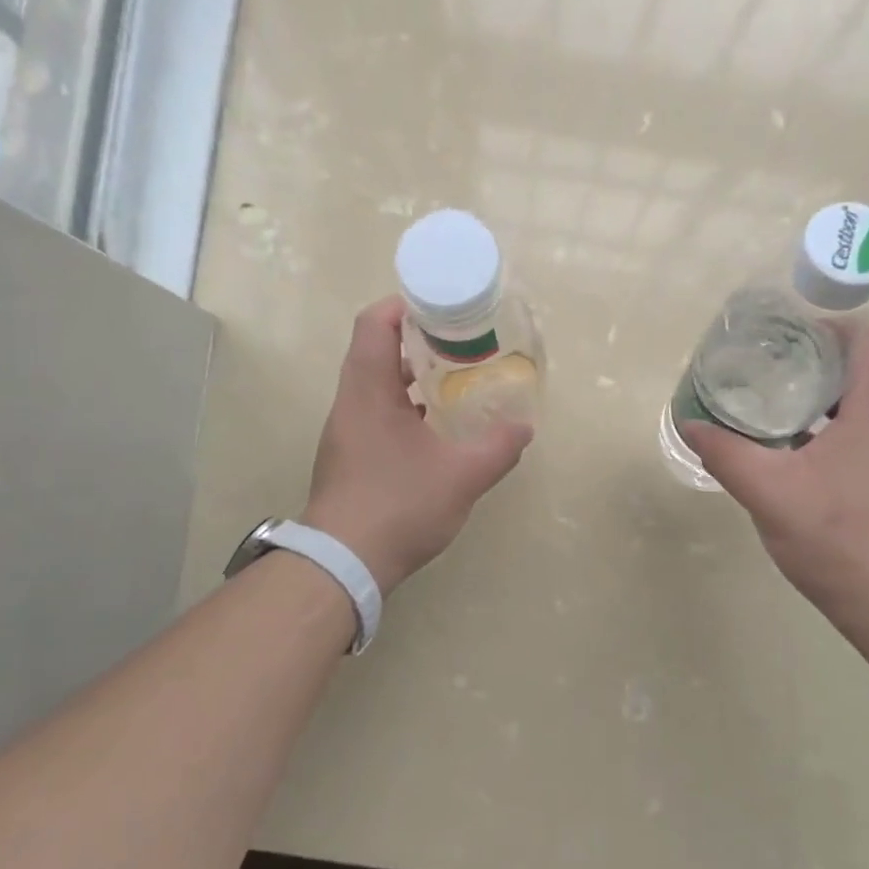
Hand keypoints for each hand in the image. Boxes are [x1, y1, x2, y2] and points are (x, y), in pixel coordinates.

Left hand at [302, 298, 531, 592]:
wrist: (344, 562)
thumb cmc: (399, 506)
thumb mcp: (461, 477)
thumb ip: (498, 448)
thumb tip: (524, 428)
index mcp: (369, 391)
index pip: (375, 324)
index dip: (406, 306)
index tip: (442, 309)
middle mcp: (350, 403)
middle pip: (375, 350)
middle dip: (417, 341)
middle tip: (460, 344)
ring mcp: (345, 431)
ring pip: (375, 385)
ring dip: (411, 376)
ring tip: (453, 381)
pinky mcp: (348, 456)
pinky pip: (374, 413)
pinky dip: (403, 407)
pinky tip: (434, 428)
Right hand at [679, 316, 868, 635]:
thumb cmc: (837, 536)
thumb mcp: (768, 491)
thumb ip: (726, 453)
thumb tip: (690, 424)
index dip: (833, 325)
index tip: (789, 338)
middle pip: (865, 368)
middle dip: (815, 362)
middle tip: (766, 372)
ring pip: (861, 406)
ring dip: (818, 400)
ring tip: (771, 412)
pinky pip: (860, 438)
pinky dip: (826, 433)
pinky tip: (790, 460)